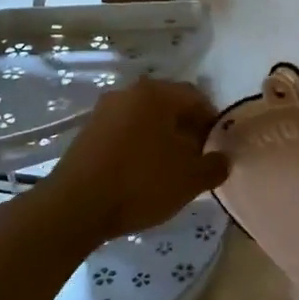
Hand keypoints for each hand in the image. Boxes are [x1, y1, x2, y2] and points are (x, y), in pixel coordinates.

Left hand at [40, 78, 228, 244]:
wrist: (76, 206)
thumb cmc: (141, 183)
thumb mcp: (190, 180)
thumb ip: (215, 166)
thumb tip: (223, 159)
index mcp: (156, 94)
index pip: (196, 97)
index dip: (212, 121)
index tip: (217, 147)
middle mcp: (128, 93)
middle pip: (169, 105)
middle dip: (187, 129)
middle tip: (197, 158)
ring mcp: (104, 111)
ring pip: (145, 118)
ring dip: (162, 138)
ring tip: (170, 169)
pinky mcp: (87, 132)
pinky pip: (125, 131)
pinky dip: (139, 145)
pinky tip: (142, 173)